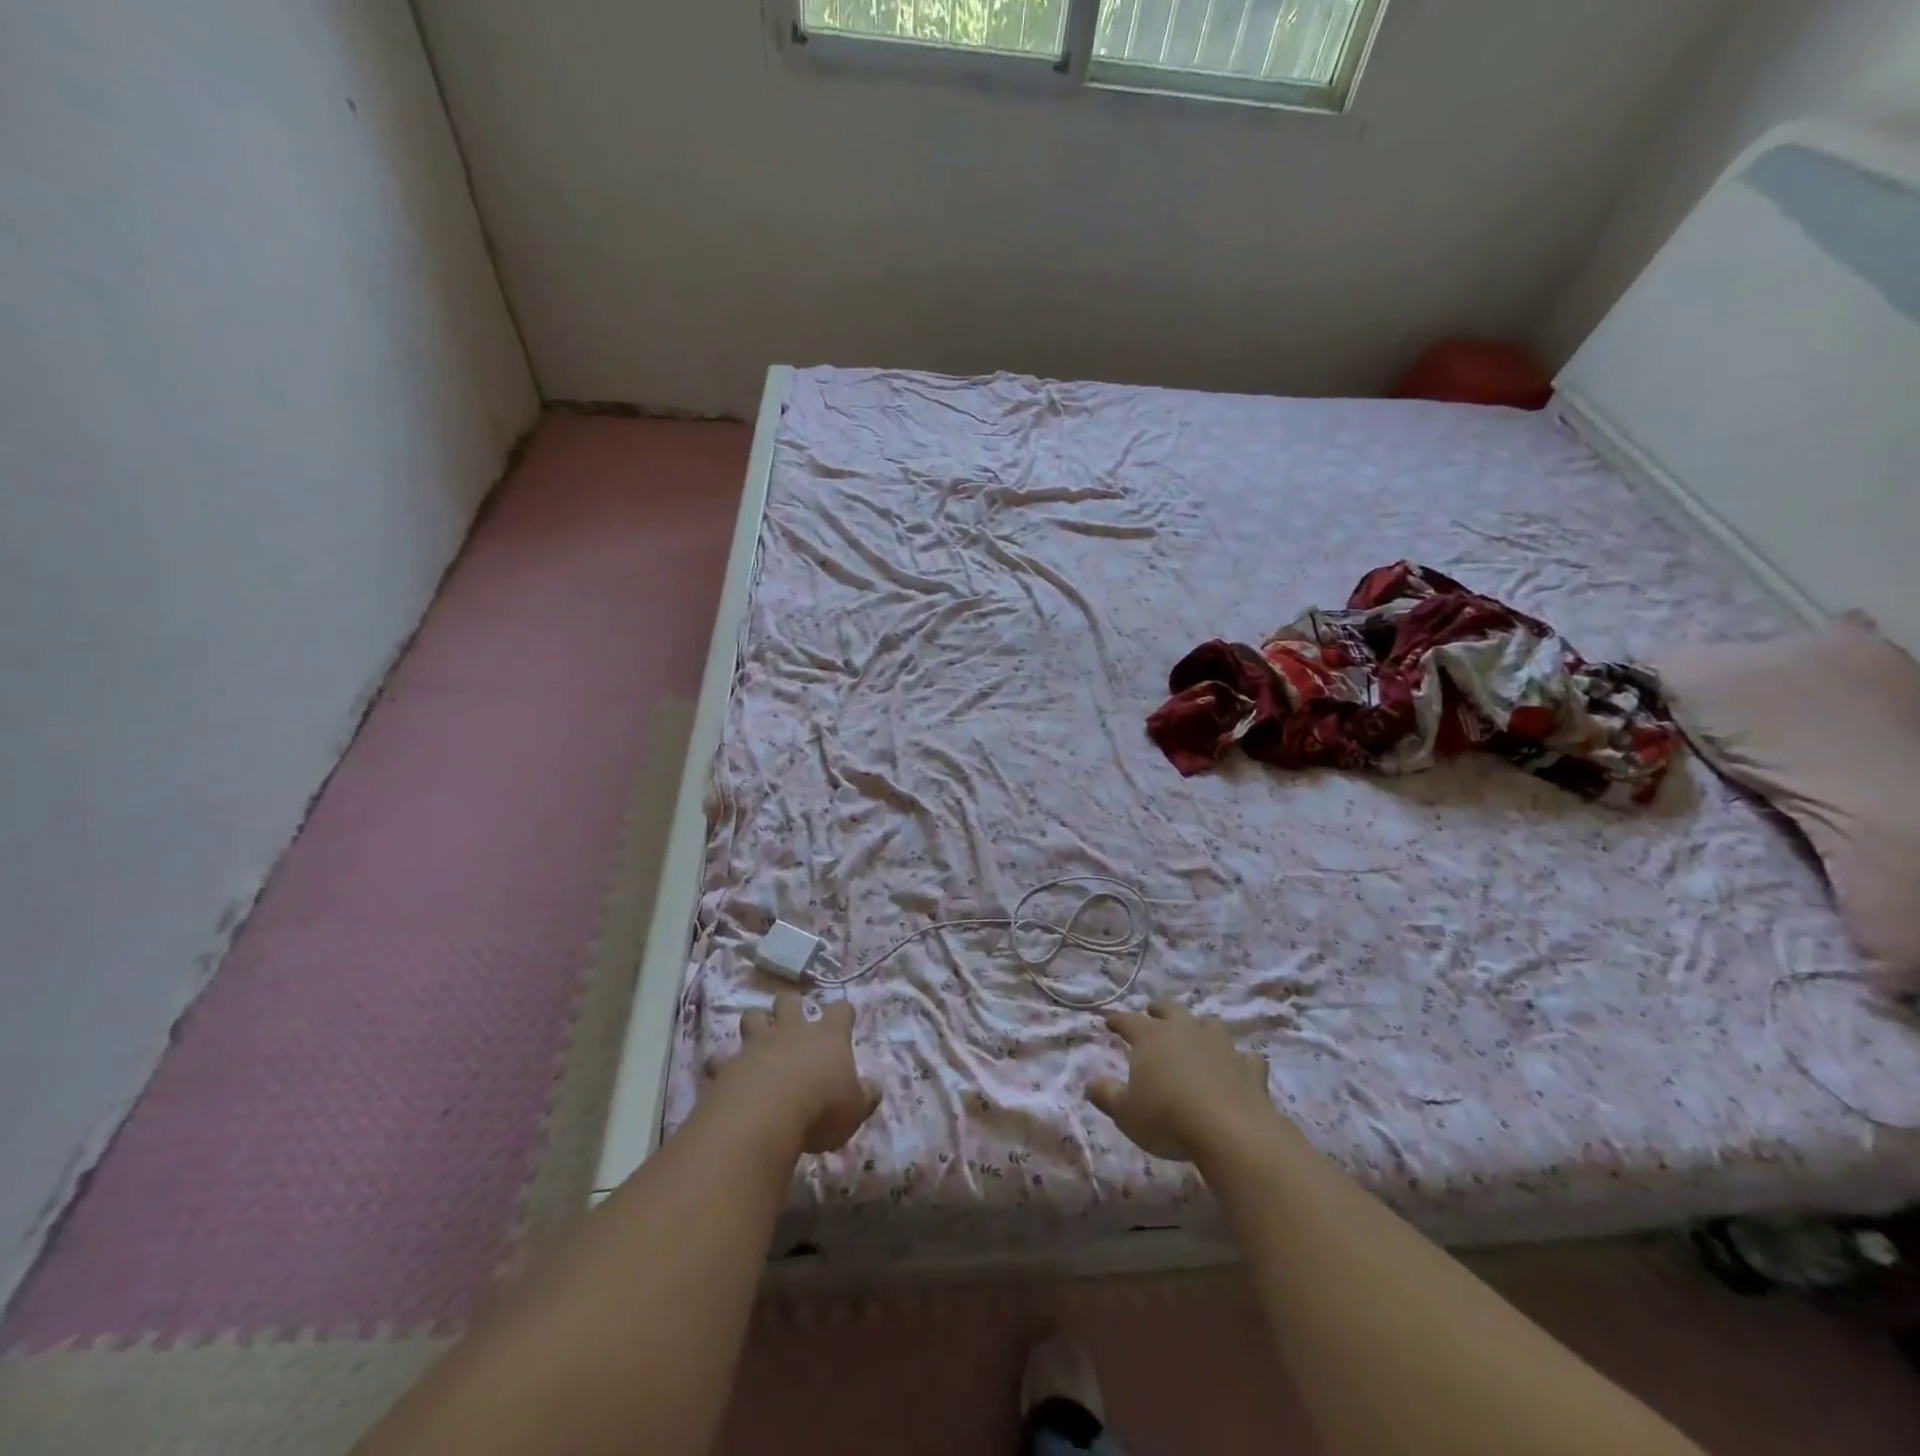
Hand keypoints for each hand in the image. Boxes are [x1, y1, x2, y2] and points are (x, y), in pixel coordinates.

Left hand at [714, 993, 880, 1153]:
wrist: (765, 1116)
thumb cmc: (820, 1109)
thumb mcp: (855, 1110)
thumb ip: (866, 1096)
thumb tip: (874, 1088)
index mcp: (828, 1037)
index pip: (841, 1011)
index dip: (843, 1013)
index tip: (844, 1018)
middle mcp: (792, 1031)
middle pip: (789, 1001)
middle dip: (790, 1004)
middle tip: (791, 1017)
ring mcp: (757, 1044)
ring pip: (753, 1016)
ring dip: (755, 1022)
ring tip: (757, 1036)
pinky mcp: (728, 1064)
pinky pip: (721, 1058)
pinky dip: (722, 1064)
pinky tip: (723, 1074)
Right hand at [1087, 1000, 1276, 1162]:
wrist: (1230, 1131)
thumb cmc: (1167, 1118)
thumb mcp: (1125, 1113)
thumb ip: (1106, 1095)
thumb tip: (1089, 1083)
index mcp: (1151, 1037)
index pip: (1129, 1021)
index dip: (1117, 1021)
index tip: (1109, 1022)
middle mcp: (1185, 1031)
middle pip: (1171, 1010)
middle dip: (1160, 1010)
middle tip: (1153, 1011)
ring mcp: (1221, 1047)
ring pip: (1210, 1026)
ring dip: (1202, 1028)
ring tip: (1197, 1036)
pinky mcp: (1249, 1068)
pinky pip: (1245, 1058)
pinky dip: (1239, 1061)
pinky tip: (1238, 1068)